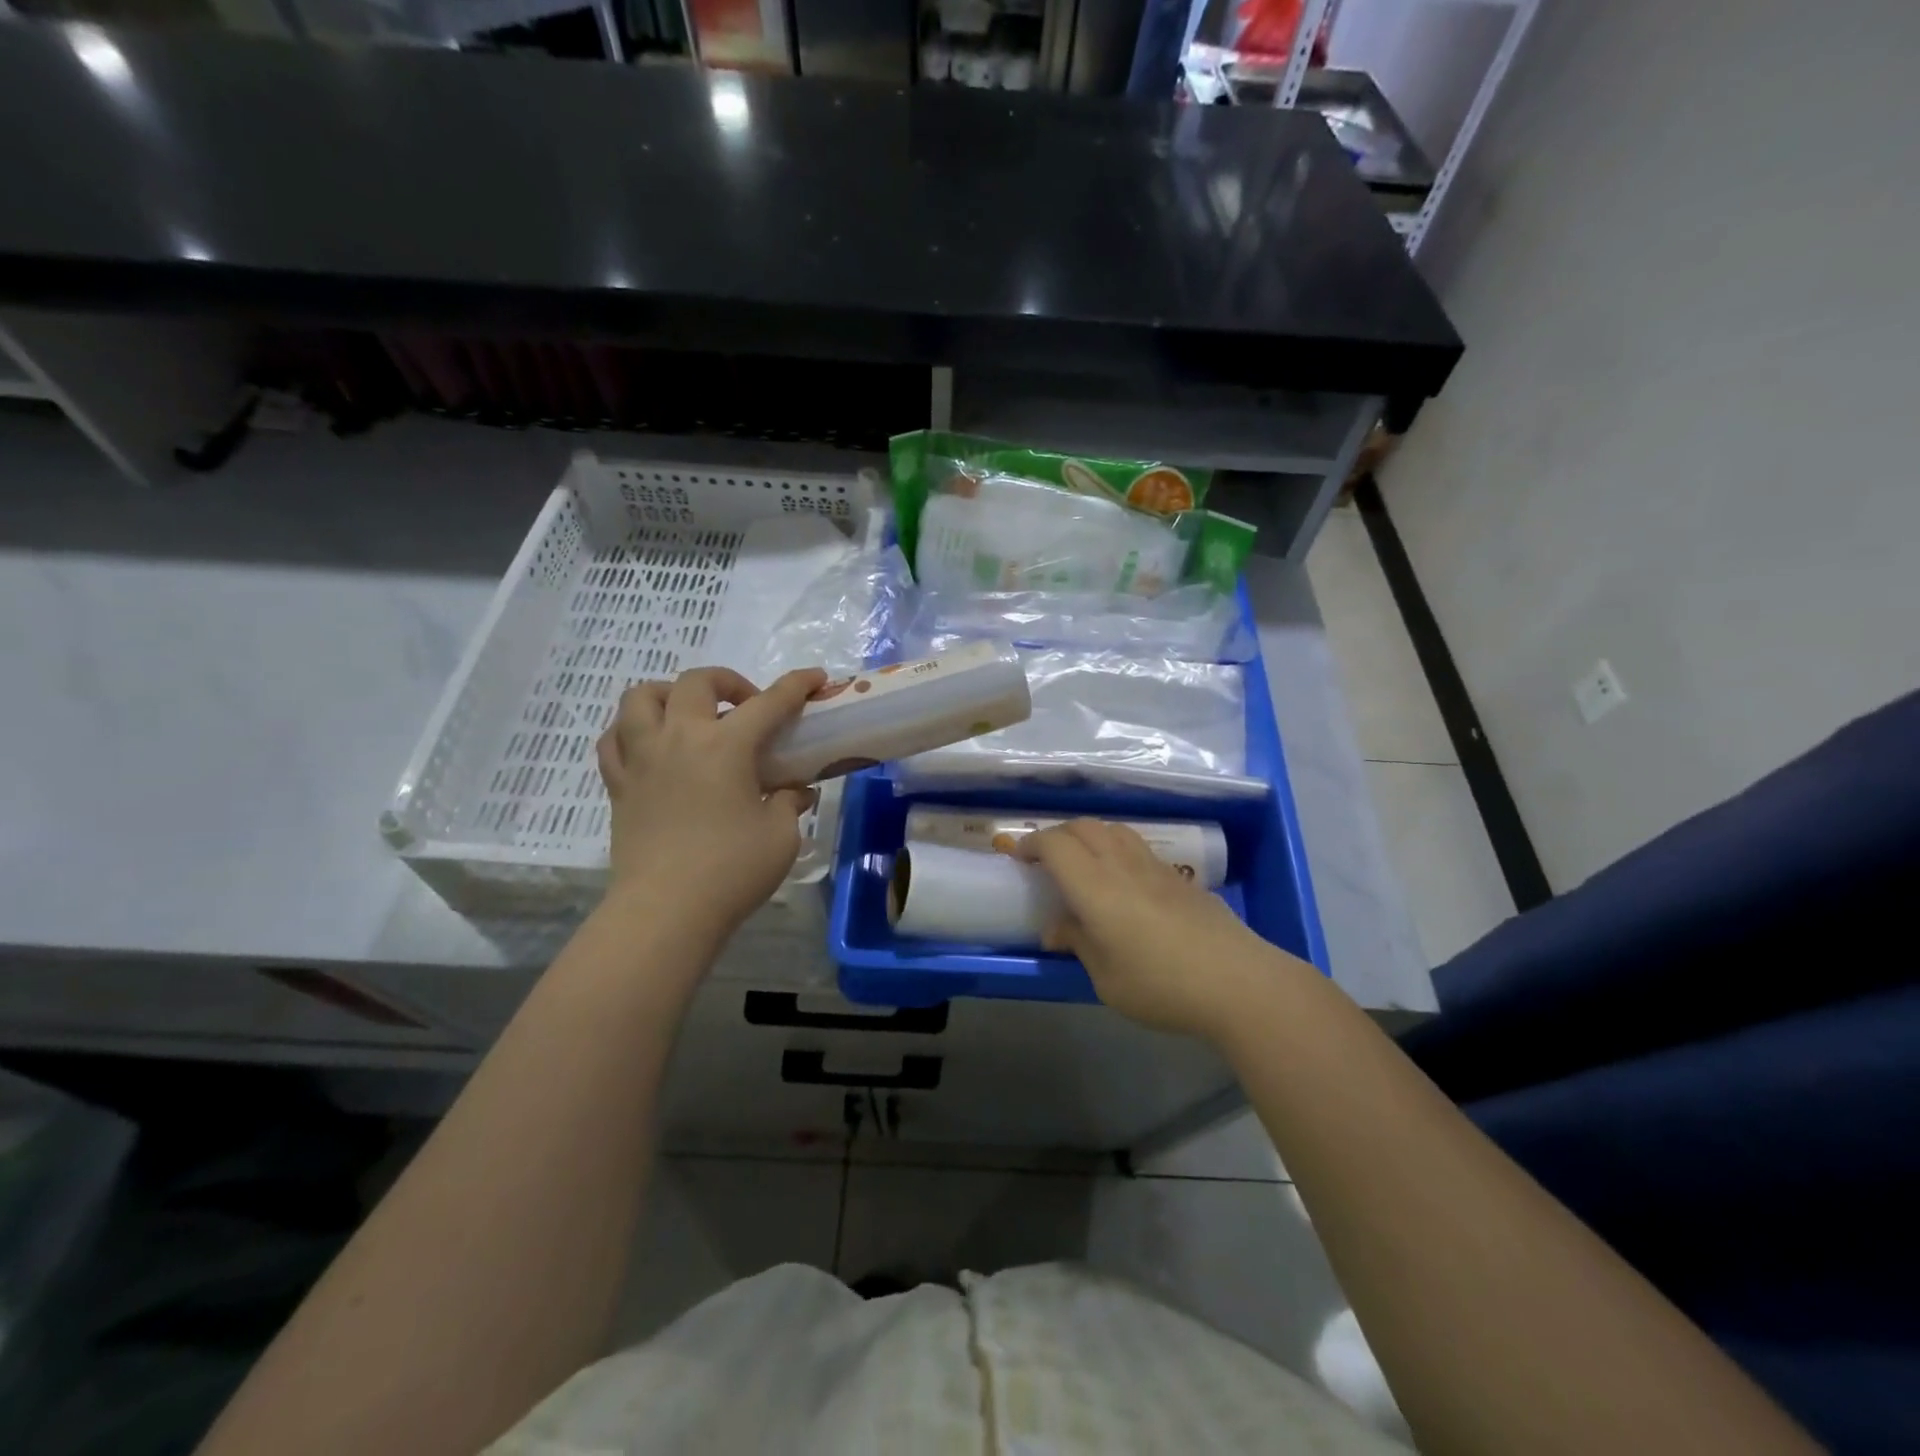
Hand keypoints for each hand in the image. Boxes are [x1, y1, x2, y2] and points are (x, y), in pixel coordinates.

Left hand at [596, 666, 826, 938]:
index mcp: (725, 746)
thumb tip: (795, 792)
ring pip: (641, 698)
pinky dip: (632, 731)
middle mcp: (679, 739)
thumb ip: (790, 804)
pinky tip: (650, 745)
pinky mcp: (619, 785)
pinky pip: (613, 740)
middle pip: (697, 682)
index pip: (769, 703)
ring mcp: (642, 759)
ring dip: (669, 694)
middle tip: (747, 706)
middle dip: (728, 682)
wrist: (666, 911)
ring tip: (689, 714)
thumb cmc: (731, 871)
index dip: (796, 686)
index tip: (815, 678)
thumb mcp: (780, 837)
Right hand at [1010, 819, 1304, 1041]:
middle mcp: (1123, 865)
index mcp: (1096, 886)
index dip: (1032, 844)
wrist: (1238, 982)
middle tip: (1045, 858)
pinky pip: (1138, 847)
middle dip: (1057, 834)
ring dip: (1089, 835)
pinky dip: (1117, 849)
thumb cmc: (1161, 985)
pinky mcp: (1180, 878)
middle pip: (1084, 826)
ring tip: (1082, 861)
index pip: (1056, 844)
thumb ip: (1078, 944)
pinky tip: (1122, 880)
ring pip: (1114, 830)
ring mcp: (1156, 867)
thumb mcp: (1106, 978)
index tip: (1018, 857)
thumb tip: (1057, 929)